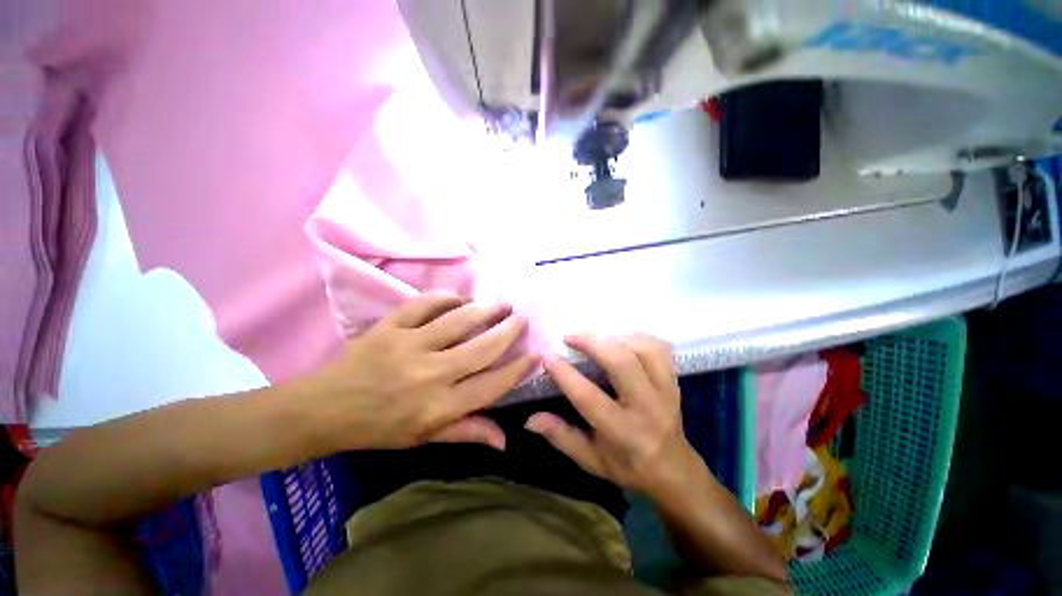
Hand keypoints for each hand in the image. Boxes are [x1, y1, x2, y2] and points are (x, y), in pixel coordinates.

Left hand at [304, 292, 538, 451]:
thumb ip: (467, 431)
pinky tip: (460, 298)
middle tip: (523, 318)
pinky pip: (425, 303)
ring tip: (501, 303)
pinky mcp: (390, 326)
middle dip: (509, 331)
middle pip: (481, 348)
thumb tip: (506, 439)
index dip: (518, 369)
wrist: (326, 408)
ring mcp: (408, 346)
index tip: (535, 354)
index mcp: (439, 407)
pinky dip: (447, 297)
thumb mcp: (425, 438)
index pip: (491, 386)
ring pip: (458, 321)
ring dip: (485, 309)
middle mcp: (429, 375)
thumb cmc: (380, 428)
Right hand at [525, 332, 701, 496]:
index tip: (547, 355)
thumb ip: (561, 437)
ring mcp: (666, 391)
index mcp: (623, 432)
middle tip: (570, 337)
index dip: (565, 374)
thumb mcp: (590, 460)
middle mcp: (647, 408)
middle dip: (592, 342)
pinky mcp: (674, 381)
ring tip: (594, 338)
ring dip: (614, 337)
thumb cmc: (627, 466)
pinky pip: (659, 348)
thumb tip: (530, 418)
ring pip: (642, 349)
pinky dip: (637, 337)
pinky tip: (619, 339)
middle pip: (622, 363)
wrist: (674, 469)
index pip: (589, 397)